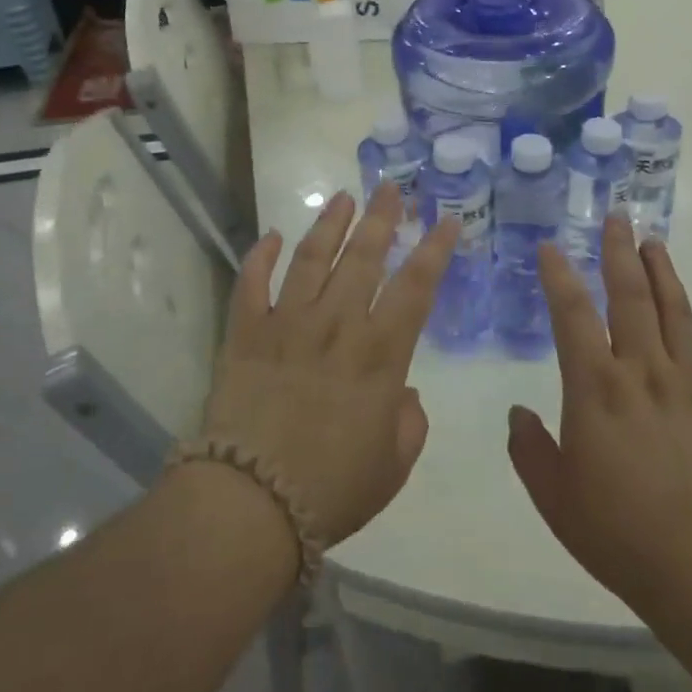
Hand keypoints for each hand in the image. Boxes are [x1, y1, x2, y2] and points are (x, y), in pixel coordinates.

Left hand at [200, 184, 459, 548]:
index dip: (434, 250)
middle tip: (391, 187)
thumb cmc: (332, 489)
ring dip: (329, 224)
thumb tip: (401, 390)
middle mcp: (336, 326)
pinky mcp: (245, 335)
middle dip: (381, 218)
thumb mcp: (394, 465)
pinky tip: (271, 236)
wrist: (250, 504)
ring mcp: (286, 325)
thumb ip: (409, 421)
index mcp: (379, 355)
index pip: (415, 287)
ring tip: (343, 197)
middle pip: (363, 258)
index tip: (446, 220)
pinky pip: (251, 285)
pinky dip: (260, 257)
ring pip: (311, 259)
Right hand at [508, 215, 691, 618]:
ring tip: (654, 242)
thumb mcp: (553, 495)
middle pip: (630, 296)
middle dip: (620, 253)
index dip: (558, 276)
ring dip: (664, 272)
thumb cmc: (617, 531)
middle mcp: (642, 371)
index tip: (551, 247)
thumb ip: (528, 449)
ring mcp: (688, 384)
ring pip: (675, 311)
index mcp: (595, 388)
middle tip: (617, 217)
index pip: (572, 314)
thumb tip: (518, 414)